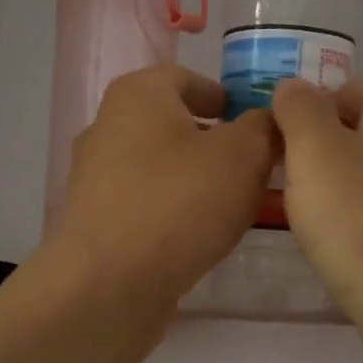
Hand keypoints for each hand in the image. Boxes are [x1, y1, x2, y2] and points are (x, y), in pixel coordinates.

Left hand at [48, 64, 275, 324]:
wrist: (109, 285)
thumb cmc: (179, 204)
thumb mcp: (242, 156)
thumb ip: (263, 127)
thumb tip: (267, 119)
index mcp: (138, 95)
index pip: (188, 78)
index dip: (226, 96)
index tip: (257, 123)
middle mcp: (108, 127)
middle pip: (173, 124)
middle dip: (216, 142)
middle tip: (257, 167)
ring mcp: (96, 177)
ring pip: (161, 167)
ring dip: (197, 180)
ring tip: (237, 205)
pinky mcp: (96, 221)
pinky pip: (146, 203)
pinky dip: (175, 211)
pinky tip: (201, 235)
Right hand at [273, 77, 362, 362]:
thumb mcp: (319, 154)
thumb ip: (302, 113)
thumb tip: (294, 87)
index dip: (318, 99)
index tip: (277, 128)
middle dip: (318, 148)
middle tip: (273, 171)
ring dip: (331, 192)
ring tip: (289, 211)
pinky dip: (348, 232)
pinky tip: (324, 251)